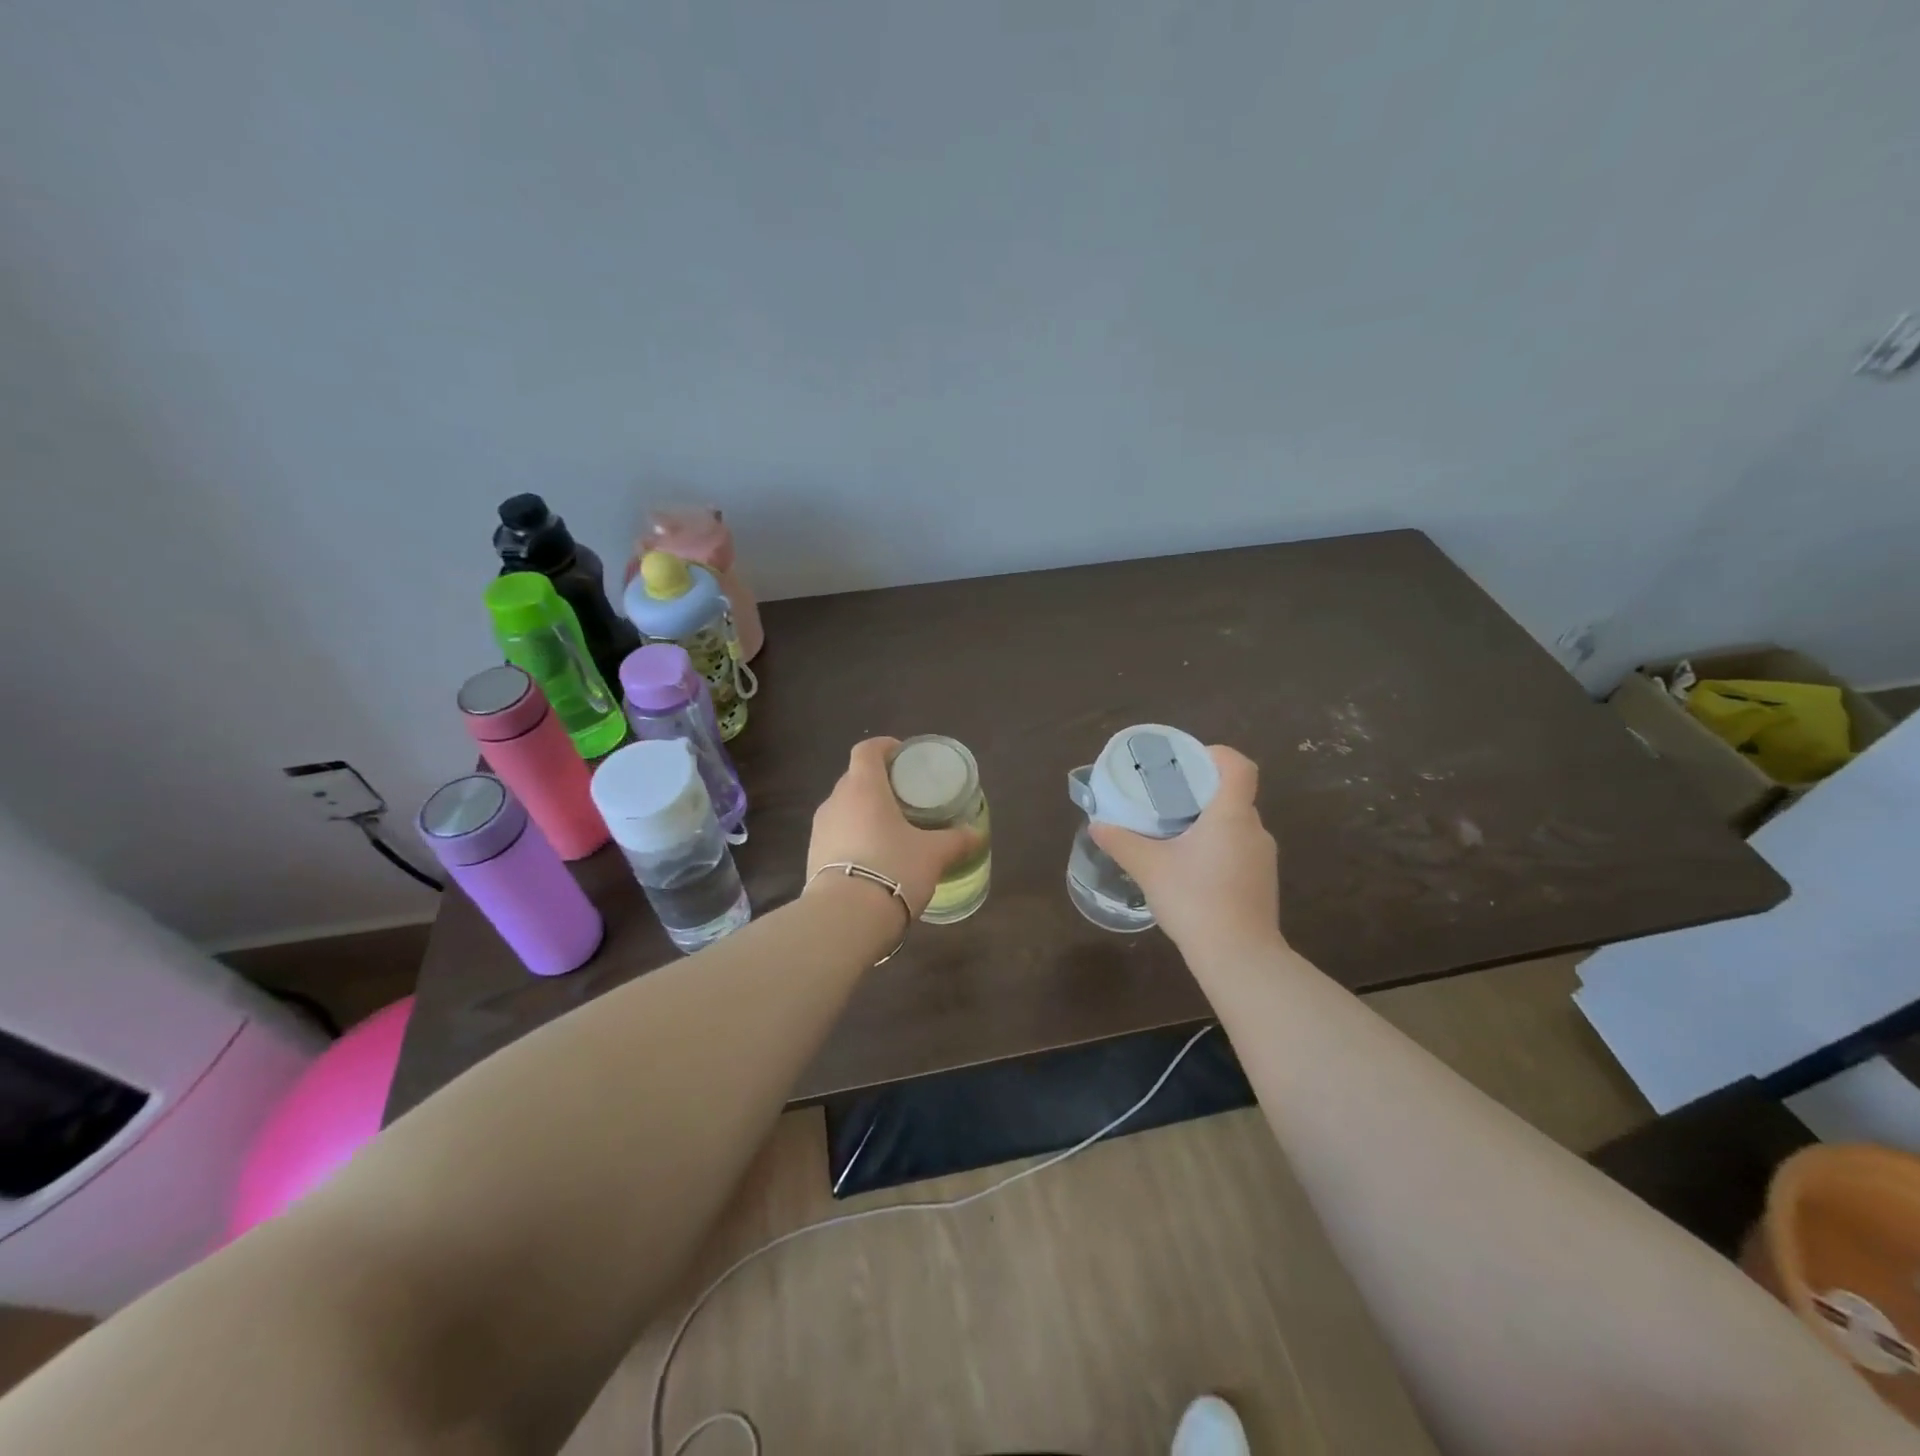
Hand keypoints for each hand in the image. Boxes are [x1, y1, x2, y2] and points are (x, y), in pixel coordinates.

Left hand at [807, 738, 983, 918]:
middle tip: (904, 796)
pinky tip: (872, 857)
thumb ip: (956, 840)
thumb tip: (977, 833)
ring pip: (843, 808)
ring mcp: (819, 830)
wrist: (844, 918)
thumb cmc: (893, 869)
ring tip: (889, 829)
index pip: (867, 750)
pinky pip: (836, 835)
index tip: (902, 755)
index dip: (884, 746)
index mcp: (864, 788)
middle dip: (877, 782)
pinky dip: (853, 836)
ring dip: (863, 811)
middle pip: (854, 778)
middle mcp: (835, 801)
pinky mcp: (812, 856)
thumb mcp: (933, 854)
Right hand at [1089, 745, 1279, 954]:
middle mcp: (1255, 830)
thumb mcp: (1149, 867)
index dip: (1216, 755)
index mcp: (1231, 815)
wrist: (1238, 957)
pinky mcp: (1263, 882)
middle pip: (1233, 795)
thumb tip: (1097, 825)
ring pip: (1236, 826)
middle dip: (1201, 793)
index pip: (1239, 766)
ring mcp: (1263, 858)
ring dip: (1209, 823)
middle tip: (1167, 799)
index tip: (1188, 762)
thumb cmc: (1195, 899)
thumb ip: (1121, 841)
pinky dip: (1217, 848)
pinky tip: (1191, 870)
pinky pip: (1240, 850)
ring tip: (1174, 835)